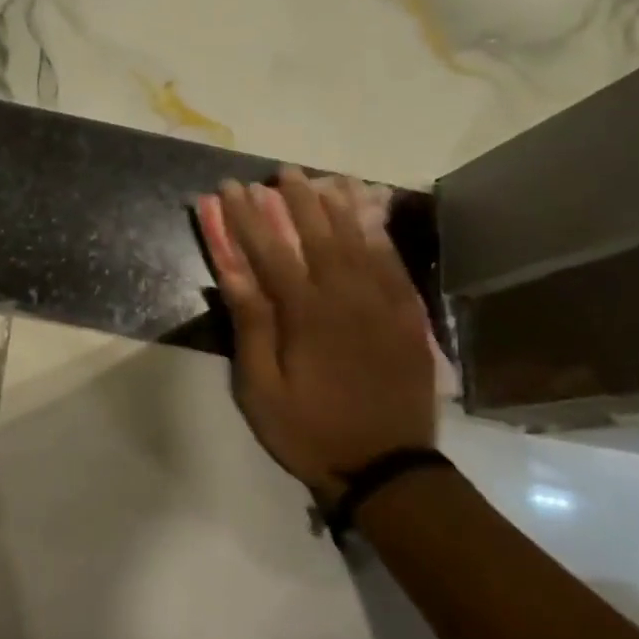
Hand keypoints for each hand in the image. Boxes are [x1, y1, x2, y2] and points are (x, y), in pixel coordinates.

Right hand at [197, 169, 435, 501]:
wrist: (385, 467)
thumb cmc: (308, 429)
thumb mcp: (260, 387)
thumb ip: (251, 325)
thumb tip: (231, 272)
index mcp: (305, 314)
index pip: (269, 251)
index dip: (246, 217)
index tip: (229, 188)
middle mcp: (347, 297)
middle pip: (318, 235)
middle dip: (295, 200)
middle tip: (281, 171)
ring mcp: (384, 305)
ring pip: (360, 241)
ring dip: (340, 206)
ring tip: (326, 178)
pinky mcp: (409, 318)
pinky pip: (394, 264)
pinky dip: (380, 235)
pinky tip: (371, 215)